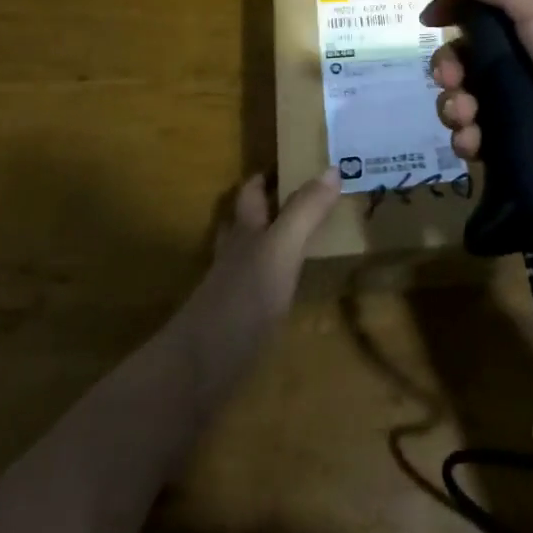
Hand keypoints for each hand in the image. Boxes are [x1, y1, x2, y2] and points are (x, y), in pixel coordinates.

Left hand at [170, 172, 338, 418]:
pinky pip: (256, 290)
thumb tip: (333, 168)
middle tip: (304, 199)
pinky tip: (288, 292)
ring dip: (269, 243)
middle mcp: (235, 255)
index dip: (266, 176)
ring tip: (302, 240)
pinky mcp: (235, 324)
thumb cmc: (242, 300)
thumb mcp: (281, 249)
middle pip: (245, 222)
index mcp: (245, 232)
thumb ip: (305, 212)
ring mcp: (231, 291)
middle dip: (267, 208)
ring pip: (248, 255)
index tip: (292, 161)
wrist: (199, 371)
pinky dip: (272, 282)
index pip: (251, 192)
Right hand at [416, 0, 532, 204]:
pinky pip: (480, 133)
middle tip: (450, 78)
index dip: (453, 2)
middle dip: (447, 63)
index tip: (428, 19)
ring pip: (469, 94)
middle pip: (469, 49)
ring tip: (464, 115)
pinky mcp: (527, 140)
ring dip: (453, 103)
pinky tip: (472, 141)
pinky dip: (467, 136)